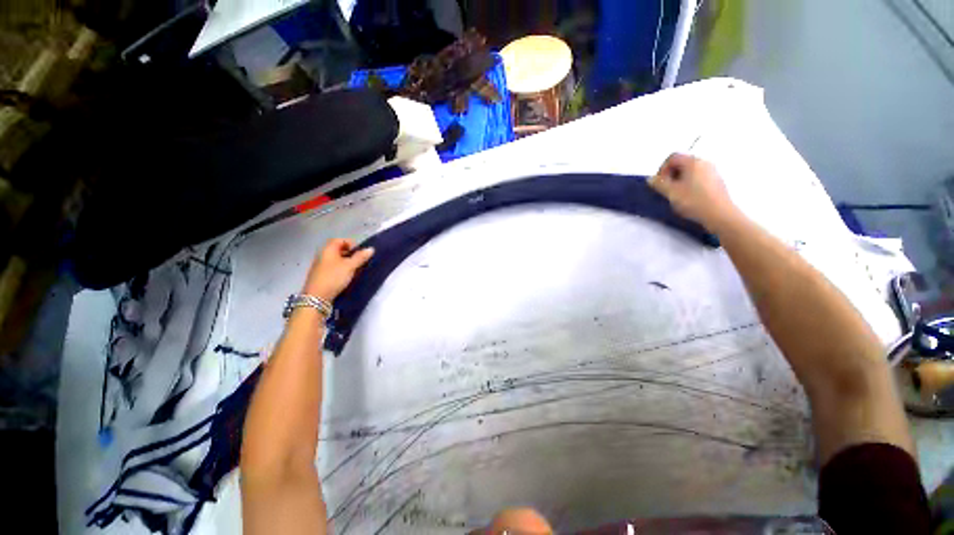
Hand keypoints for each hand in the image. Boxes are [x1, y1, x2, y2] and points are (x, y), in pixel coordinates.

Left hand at [302, 239, 373, 301]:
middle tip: (359, 261)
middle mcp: (322, 255)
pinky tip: (346, 277)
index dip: (351, 243)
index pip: (340, 240)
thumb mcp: (350, 266)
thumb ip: (361, 257)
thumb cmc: (334, 277)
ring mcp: (319, 266)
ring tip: (355, 270)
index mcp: (328, 250)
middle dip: (350, 254)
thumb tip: (371, 249)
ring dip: (346, 263)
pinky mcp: (320, 276)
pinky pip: (332, 268)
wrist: (316, 297)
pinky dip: (341, 270)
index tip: (360, 252)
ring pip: (335, 260)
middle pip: (338, 250)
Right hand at [649, 153, 742, 232]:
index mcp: (693, 162)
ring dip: (679, 181)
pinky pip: (698, 178)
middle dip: (670, 175)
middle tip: (666, 189)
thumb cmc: (694, 201)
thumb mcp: (671, 193)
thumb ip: (658, 183)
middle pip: (681, 163)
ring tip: (676, 195)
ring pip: (689, 171)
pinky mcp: (716, 181)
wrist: (719, 214)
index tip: (659, 183)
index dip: (662, 169)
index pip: (672, 157)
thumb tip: (651, 179)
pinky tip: (688, 198)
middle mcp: (704, 163)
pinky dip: (689, 184)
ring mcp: (712, 171)